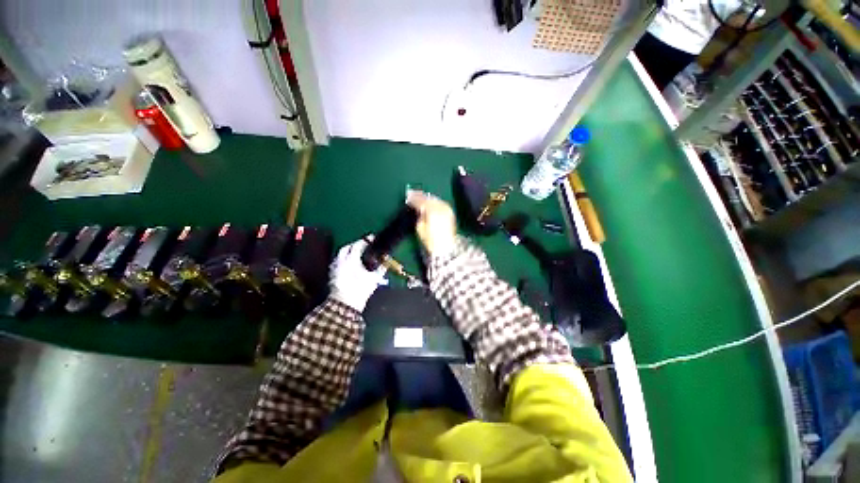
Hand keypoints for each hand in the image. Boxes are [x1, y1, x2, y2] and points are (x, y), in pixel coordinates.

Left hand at [329, 237, 386, 311]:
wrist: (345, 304)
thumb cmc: (361, 290)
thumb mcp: (373, 279)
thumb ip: (381, 269)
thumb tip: (386, 262)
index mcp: (351, 260)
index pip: (358, 245)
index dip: (365, 240)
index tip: (372, 238)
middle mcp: (341, 261)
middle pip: (347, 248)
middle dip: (355, 245)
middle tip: (364, 245)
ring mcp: (335, 267)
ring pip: (341, 255)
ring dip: (348, 252)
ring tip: (357, 254)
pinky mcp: (332, 274)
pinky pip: (337, 263)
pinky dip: (344, 261)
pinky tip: (350, 265)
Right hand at [406, 189, 456, 256]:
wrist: (446, 246)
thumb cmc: (430, 240)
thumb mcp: (420, 228)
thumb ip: (419, 215)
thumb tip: (418, 208)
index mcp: (431, 211)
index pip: (421, 201)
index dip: (413, 198)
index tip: (406, 196)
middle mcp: (440, 207)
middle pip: (428, 198)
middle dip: (420, 195)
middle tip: (411, 193)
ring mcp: (446, 208)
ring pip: (435, 199)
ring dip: (427, 197)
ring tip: (419, 196)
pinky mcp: (450, 211)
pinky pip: (440, 202)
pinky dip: (434, 201)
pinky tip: (429, 201)